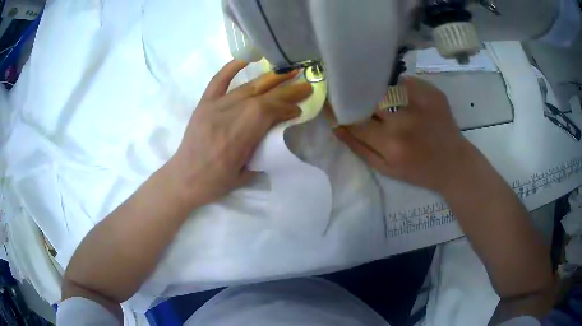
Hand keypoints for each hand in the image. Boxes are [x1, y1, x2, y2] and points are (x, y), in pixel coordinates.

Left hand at [167, 60, 312, 207]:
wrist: (183, 178)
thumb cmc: (215, 182)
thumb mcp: (245, 174)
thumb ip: (262, 151)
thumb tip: (279, 132)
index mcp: (236, 138)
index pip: (266, 112)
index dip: (285, 107)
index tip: (299, 109)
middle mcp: (226, 117)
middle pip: (261, 97)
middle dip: (286, 90)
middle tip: (305, 84)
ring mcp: (213, 107)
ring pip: (246, 88)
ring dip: (270, 79)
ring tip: (288, 72)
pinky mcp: (204, 104)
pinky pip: (218, 81)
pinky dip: (232, 67)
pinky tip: (247, 59)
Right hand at [332, 77, 476, 192]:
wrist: (454, 163)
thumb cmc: (418, 171)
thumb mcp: (386, 169)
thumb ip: (359, 147)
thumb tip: (335, 125)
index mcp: (390, 144)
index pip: (354, 119)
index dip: (338, 109)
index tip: (329, 101)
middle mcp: (404, 120)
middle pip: (369, 97)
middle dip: (357, 95)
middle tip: (354, 94)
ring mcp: (420, 103)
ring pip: (385, 86)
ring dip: (377, 89)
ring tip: (377, 94)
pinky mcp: (432, 92)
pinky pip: (404, 81)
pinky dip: (397, 85)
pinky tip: (400, 94)